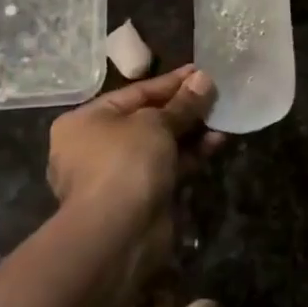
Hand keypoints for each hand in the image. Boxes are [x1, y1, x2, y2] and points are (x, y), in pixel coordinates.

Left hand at [48, 65, 219, 214]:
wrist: (117, 235)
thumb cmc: (125, 162)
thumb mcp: (157, 123)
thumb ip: (183, 102)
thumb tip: (204, 78)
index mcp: (86, 121)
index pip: (135, 92)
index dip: (171, 82)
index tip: (201, 71)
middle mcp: (95, 146)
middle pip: (147, 118)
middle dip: (183, 108)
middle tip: (215, 94)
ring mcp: (117, 175)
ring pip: (159, 145)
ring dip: (190, 131)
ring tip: (221, 117)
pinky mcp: (138, 198)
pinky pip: (167, 167)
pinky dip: (189, 155)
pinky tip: (217, 142)